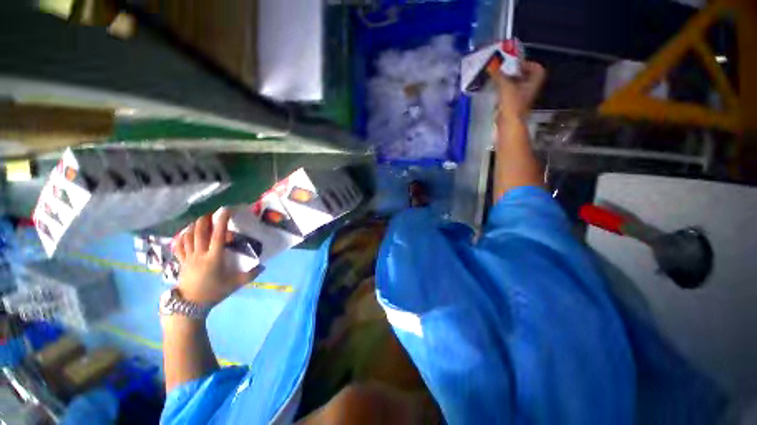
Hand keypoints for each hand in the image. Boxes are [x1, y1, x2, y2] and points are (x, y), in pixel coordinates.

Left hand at [173, 208, 262, 306]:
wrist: (190, 305)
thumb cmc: (214, 292)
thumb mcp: (235, 284)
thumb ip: (251, 275)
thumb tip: (264, 266)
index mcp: (214, 257)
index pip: (218, 234)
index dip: (222, 220)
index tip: (226, 209)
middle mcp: (200, 254)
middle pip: (200, 232)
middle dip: (205, 220)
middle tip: (212, 213)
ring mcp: (189, 258)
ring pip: (188, 237)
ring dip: (194, 226)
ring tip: (200, 220)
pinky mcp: (182, 262)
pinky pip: (179, 246)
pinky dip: (181, 237)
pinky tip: (185, 233)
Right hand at [487, 60, 545, 121]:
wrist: (509, 124)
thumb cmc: (512, 104)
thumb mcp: (505, 86)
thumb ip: (498, 75)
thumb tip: (491, 65)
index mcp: (533, 82)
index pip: (537, 69)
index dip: (529, 64)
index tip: (517, 64)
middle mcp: (529, 90)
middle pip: (525, 77)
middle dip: (515, 73)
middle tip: (505, 70)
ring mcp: (521, 99)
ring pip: (516, 87)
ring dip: (508, 83)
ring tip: (498, 80)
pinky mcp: (512, 107)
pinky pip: (509, 96)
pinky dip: (503, 92)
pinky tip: (496, 92)